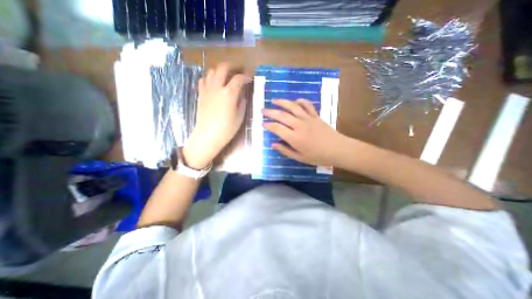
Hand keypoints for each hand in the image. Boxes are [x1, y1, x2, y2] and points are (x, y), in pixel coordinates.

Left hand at [183, 63, 250, 168]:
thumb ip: (242, 102)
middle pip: (223, 68)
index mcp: (229, 93)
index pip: (238, 79)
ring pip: (212, 71)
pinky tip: (214, 83)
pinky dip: (210, 78)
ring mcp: (207, 90)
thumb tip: (242, 95)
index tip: (249, 79)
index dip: (245, 77)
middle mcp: (217, 87)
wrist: (208, 135)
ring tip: (227, 76)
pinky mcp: (201, 94)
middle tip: (239, 69)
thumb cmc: (227, 128)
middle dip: (233, 66)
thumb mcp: (240, 116)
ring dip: (221, 70)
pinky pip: (203, 80)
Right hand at [262, 99, 347, 166]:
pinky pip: (307, 105)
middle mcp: (299, 125)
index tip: (263, 123)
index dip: (268, 125)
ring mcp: (308, 119)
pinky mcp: (315, 115)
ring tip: (274, 100)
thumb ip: (285, 150)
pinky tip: (295, 100)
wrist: (338, 149)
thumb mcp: (300, 158)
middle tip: (263, 110)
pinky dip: (300, 101)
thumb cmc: (318, 156)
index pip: (277, 128)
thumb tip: (273, 144)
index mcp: (294, 138)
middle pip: (282, 115)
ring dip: (282, 102)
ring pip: (293, 107)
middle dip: (270, 112)